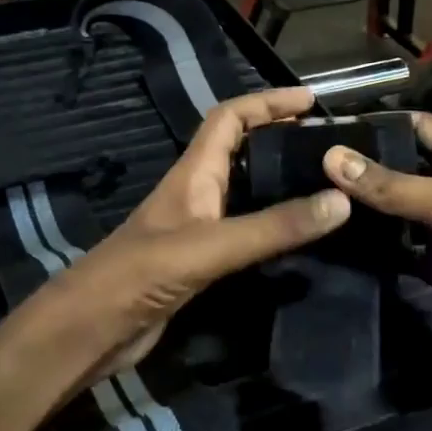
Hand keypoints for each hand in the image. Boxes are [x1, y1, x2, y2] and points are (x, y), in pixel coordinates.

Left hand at [29, 88, 349, 391]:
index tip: (311, 100)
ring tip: (325, 187)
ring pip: (243, 194)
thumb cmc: (139, 275)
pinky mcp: (199, 265)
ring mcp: (196, 231)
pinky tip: (297, 240)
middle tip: (328, 147)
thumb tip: (341, 201)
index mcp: (192, 175)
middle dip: (279, 139)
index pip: (229, 119)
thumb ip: (272, 227)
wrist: (90, 330)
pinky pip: (243, 234)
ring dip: (278, 184)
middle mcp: (195, 195)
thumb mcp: (210, 247)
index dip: (267, 102)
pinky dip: (271, 229)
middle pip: (239, 152)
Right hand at [322, 113, 431, 384]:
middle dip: (362, 168)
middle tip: (306, 169)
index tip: (330, 129)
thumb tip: (331, 157)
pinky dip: (370, 249)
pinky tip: (334, 245)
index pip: (421, 129)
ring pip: (394, 214)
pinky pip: (395, 253)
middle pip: (401, 171)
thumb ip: (395, 186)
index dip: (383, 122)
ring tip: (311, 201)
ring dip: (361, 210)